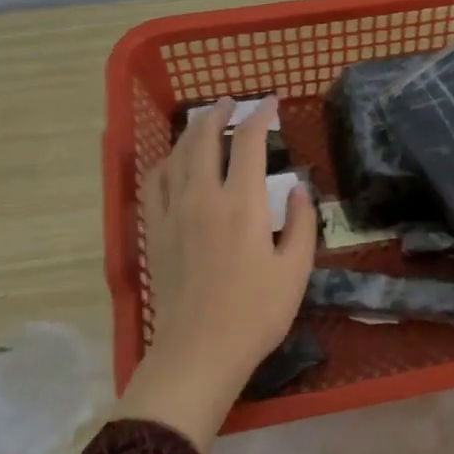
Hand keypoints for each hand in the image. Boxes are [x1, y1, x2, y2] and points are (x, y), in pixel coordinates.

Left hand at [118, 97, 316, 451]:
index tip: (272, 103)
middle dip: (219, 114)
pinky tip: (170, 162)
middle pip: (204, 139)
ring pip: (177, 156)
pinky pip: (153, 184)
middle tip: (231, 102)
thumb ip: (300, 223)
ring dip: (191, 132)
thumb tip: (297, 189)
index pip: (248, 142)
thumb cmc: (256, 313)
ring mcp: (173, 213)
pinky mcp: (155, 232)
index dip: (260, 116)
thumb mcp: (296, 270)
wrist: (199, 351)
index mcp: (242, 203)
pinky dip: (163, 163)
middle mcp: (203, 197)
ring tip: (203, 121)